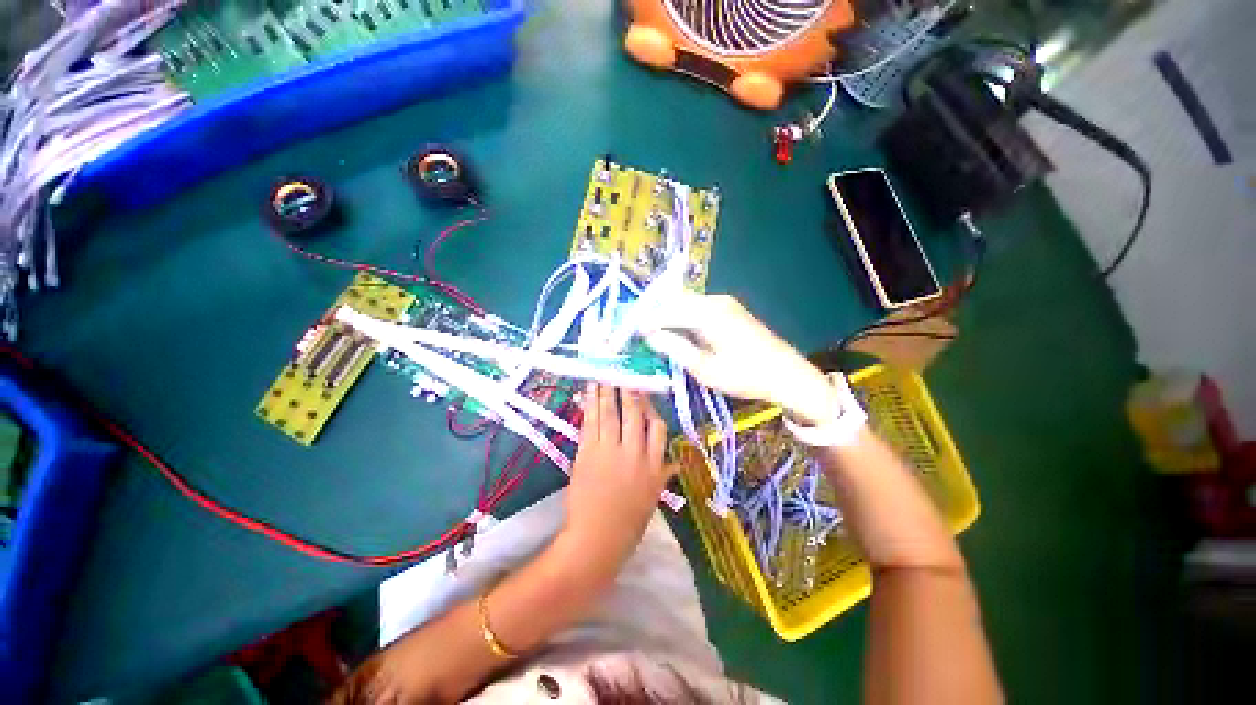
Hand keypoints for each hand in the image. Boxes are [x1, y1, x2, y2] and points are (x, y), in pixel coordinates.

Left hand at [562, 384, 672, 572]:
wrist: (596, 541)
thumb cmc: (627, 524)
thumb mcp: (652, 499)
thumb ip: (663, 475)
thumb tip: (676, 461)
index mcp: (654, 467)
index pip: (658, 429)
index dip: (651, 409)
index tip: (645, 397)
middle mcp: (635, 454)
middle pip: (635, 415)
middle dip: (630, 392)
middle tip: (625, 374)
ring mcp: (610, 452)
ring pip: (612, 414)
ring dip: (608, 392)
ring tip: (605, 375)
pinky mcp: (588, 453)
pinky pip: (591, 423)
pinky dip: (590, 404)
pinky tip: (590, 391)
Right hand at [644, 293, 839, 423]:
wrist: (788, 373)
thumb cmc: (746, 375)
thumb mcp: (705, 369)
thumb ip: (675, 349)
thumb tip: (649, 336)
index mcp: (708, 313)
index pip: (664, 312)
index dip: (641, 324)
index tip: (623, 335)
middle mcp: (714, 300)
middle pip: (672, 301)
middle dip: (650, 315)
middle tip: (632, 333)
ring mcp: (723, 302)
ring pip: (683, 303)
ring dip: (664, 315)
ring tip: (647, 333)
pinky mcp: (728, 309)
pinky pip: (695, 307)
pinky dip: (679, 317)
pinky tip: (672, 330)